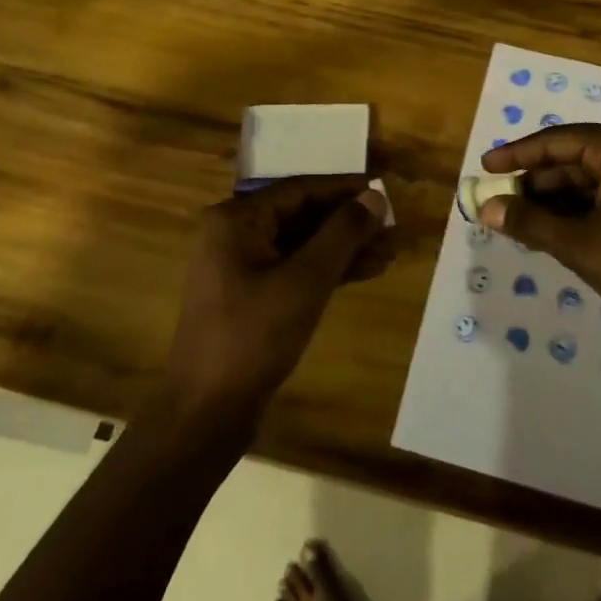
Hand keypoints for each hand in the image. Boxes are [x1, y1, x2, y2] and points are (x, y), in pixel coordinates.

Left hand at [162, 176, 392, 431]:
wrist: (207, 412)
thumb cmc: (254, 337)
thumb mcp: (306, 281)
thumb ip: (342, 233)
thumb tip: (375, 196)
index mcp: (237, 220)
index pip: (301, 189)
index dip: (345, 189)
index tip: (385, 191)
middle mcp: (235, 234)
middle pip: (302, 215)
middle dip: (349, 222)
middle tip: (392, 229)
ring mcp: (241, 267)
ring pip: (302, 244)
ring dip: (344, 247)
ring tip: (389, 253)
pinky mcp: (252, 296)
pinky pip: (295, 269)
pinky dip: (328, 270)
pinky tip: (365, 272)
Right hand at [479, 123, 600, 355]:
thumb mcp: (582, 245)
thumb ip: (530, 223)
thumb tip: (487, 209)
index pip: (558, 141)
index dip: (517, 155)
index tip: (484, 169)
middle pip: (576, 159)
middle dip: (537, 184)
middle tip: (500, 204)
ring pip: (595, 181)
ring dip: (558, 202)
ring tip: (521, 224)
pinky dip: (584, 212)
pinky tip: (558, 233)